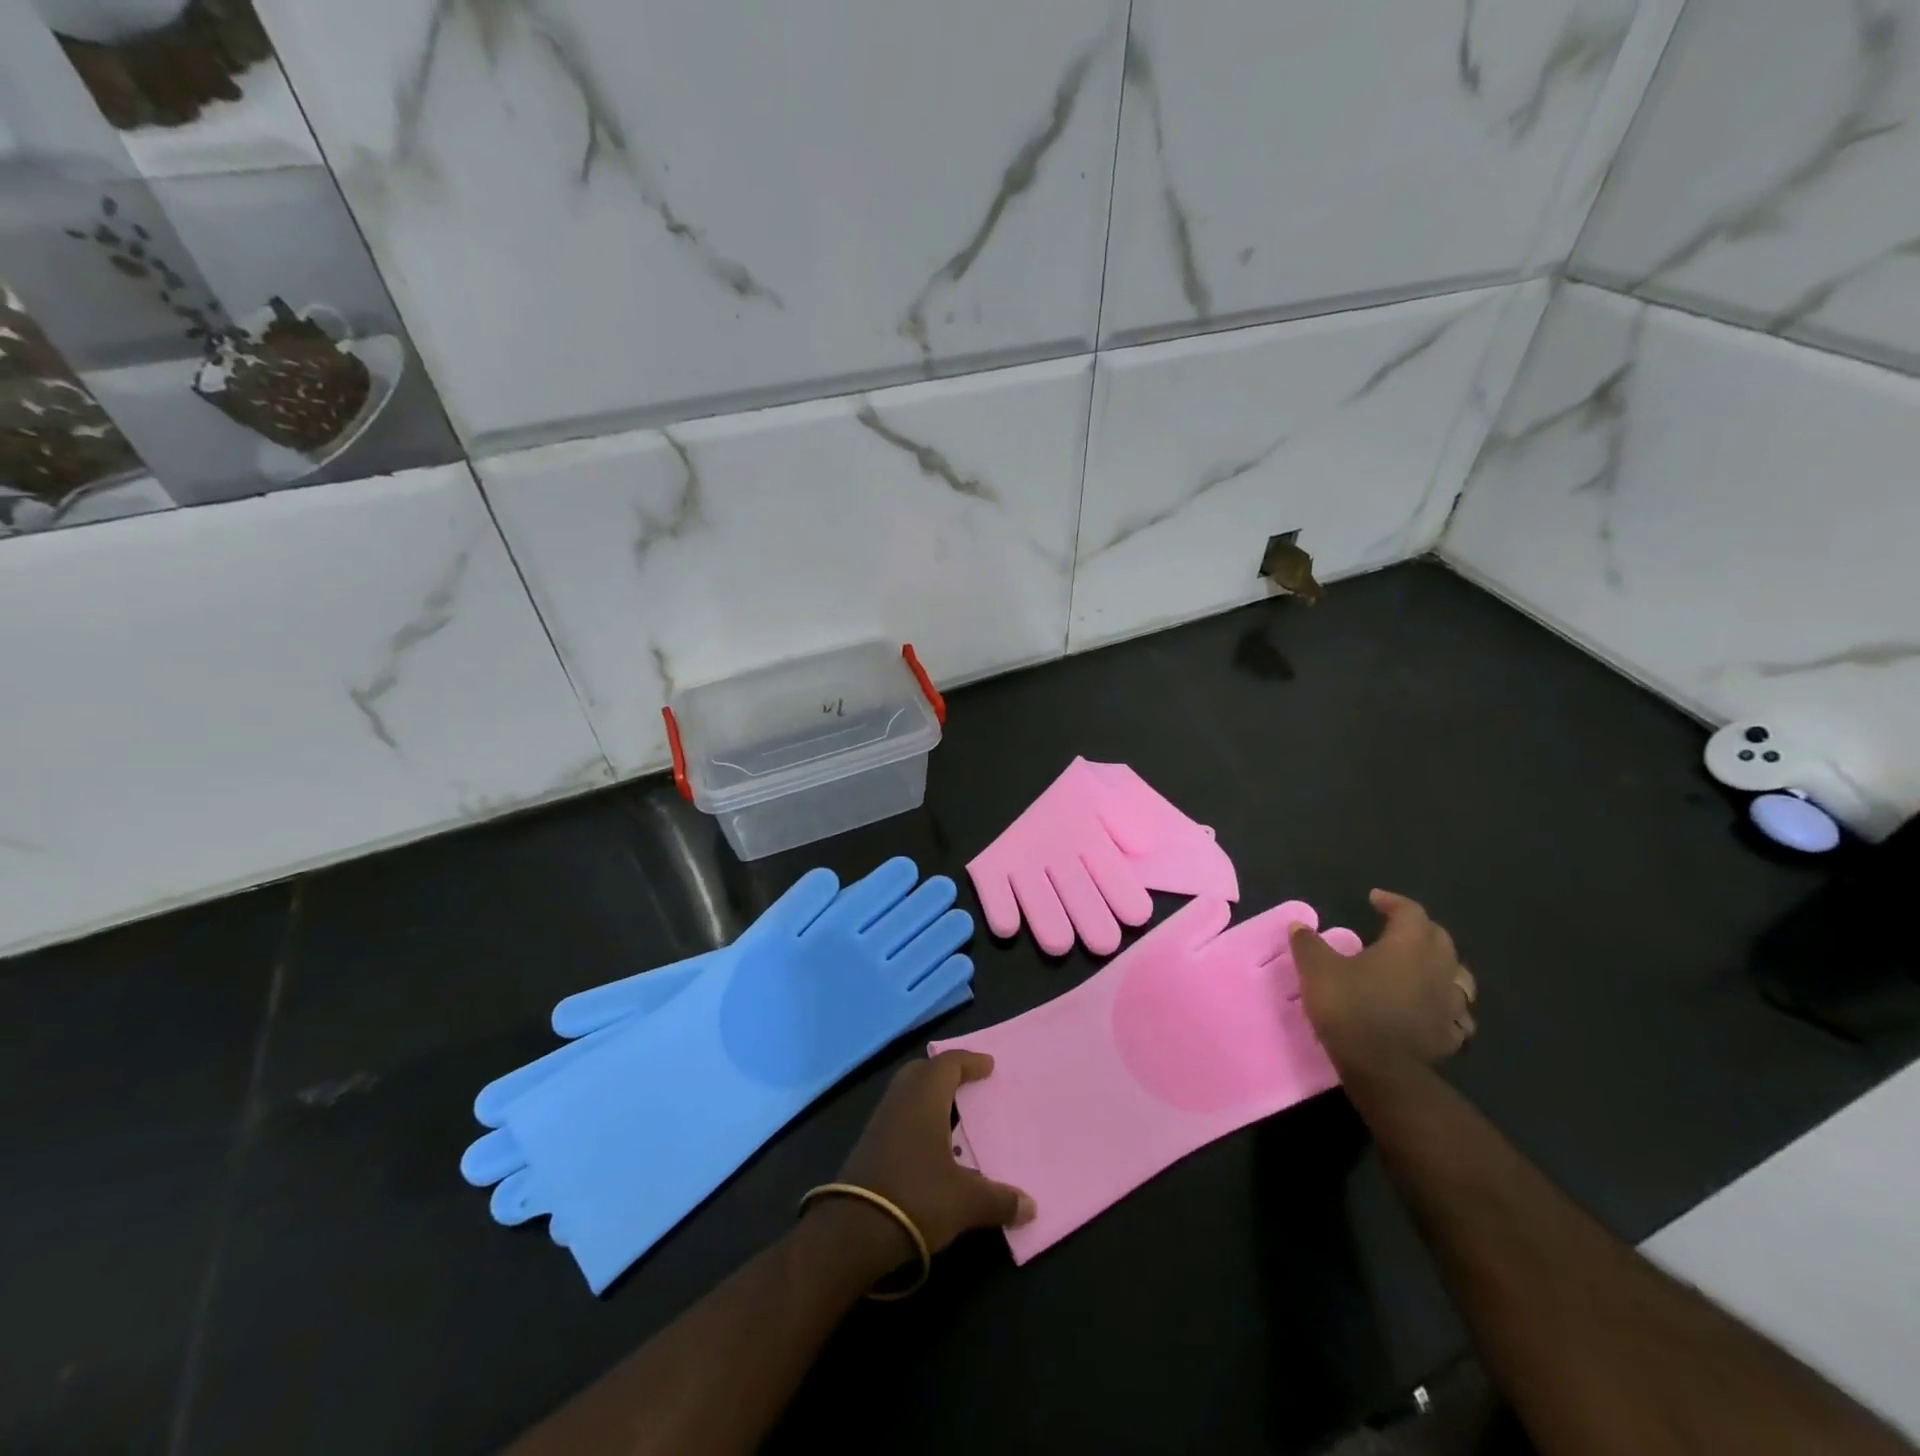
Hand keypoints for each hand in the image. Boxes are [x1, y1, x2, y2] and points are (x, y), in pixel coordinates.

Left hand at [827, 1052, 1033, 1271]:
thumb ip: (999, 1200)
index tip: (988, 1066)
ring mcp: (880, 1121)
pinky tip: (930, 1146)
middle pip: (922, 1071)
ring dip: (928, 1097)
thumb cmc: (917, 1198)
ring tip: (952, 1114)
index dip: (969, 1061)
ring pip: (906, 1093)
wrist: (854, 1230)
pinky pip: (898, 1115)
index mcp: (924, 1098)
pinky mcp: (868, 1144)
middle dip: (944, 1073)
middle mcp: (900, 1100)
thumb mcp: (966, 1202)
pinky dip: (916, 1118)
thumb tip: (1031, 1206)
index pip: (948, 1063)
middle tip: (967, 1083)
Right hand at [1288, 889, 1475, 1081]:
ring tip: (1420, 967)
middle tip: (1395, 929)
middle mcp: (1438, 969)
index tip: (1374, 900)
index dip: (1393, 902)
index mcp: (1409, 946)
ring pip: (1458, 975)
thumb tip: (1300, 926)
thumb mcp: (1316, 969)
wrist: (1381, 1069)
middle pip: (1440, 938)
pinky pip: (1458, 1012)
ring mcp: (1451, 1004)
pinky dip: (1446, 1004)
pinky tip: (1432, 1010)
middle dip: (1419, 929)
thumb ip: (1309, 943)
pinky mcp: (1452, 1034)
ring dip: (1440, 965)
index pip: (1411, 912)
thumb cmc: (1350, 1008)